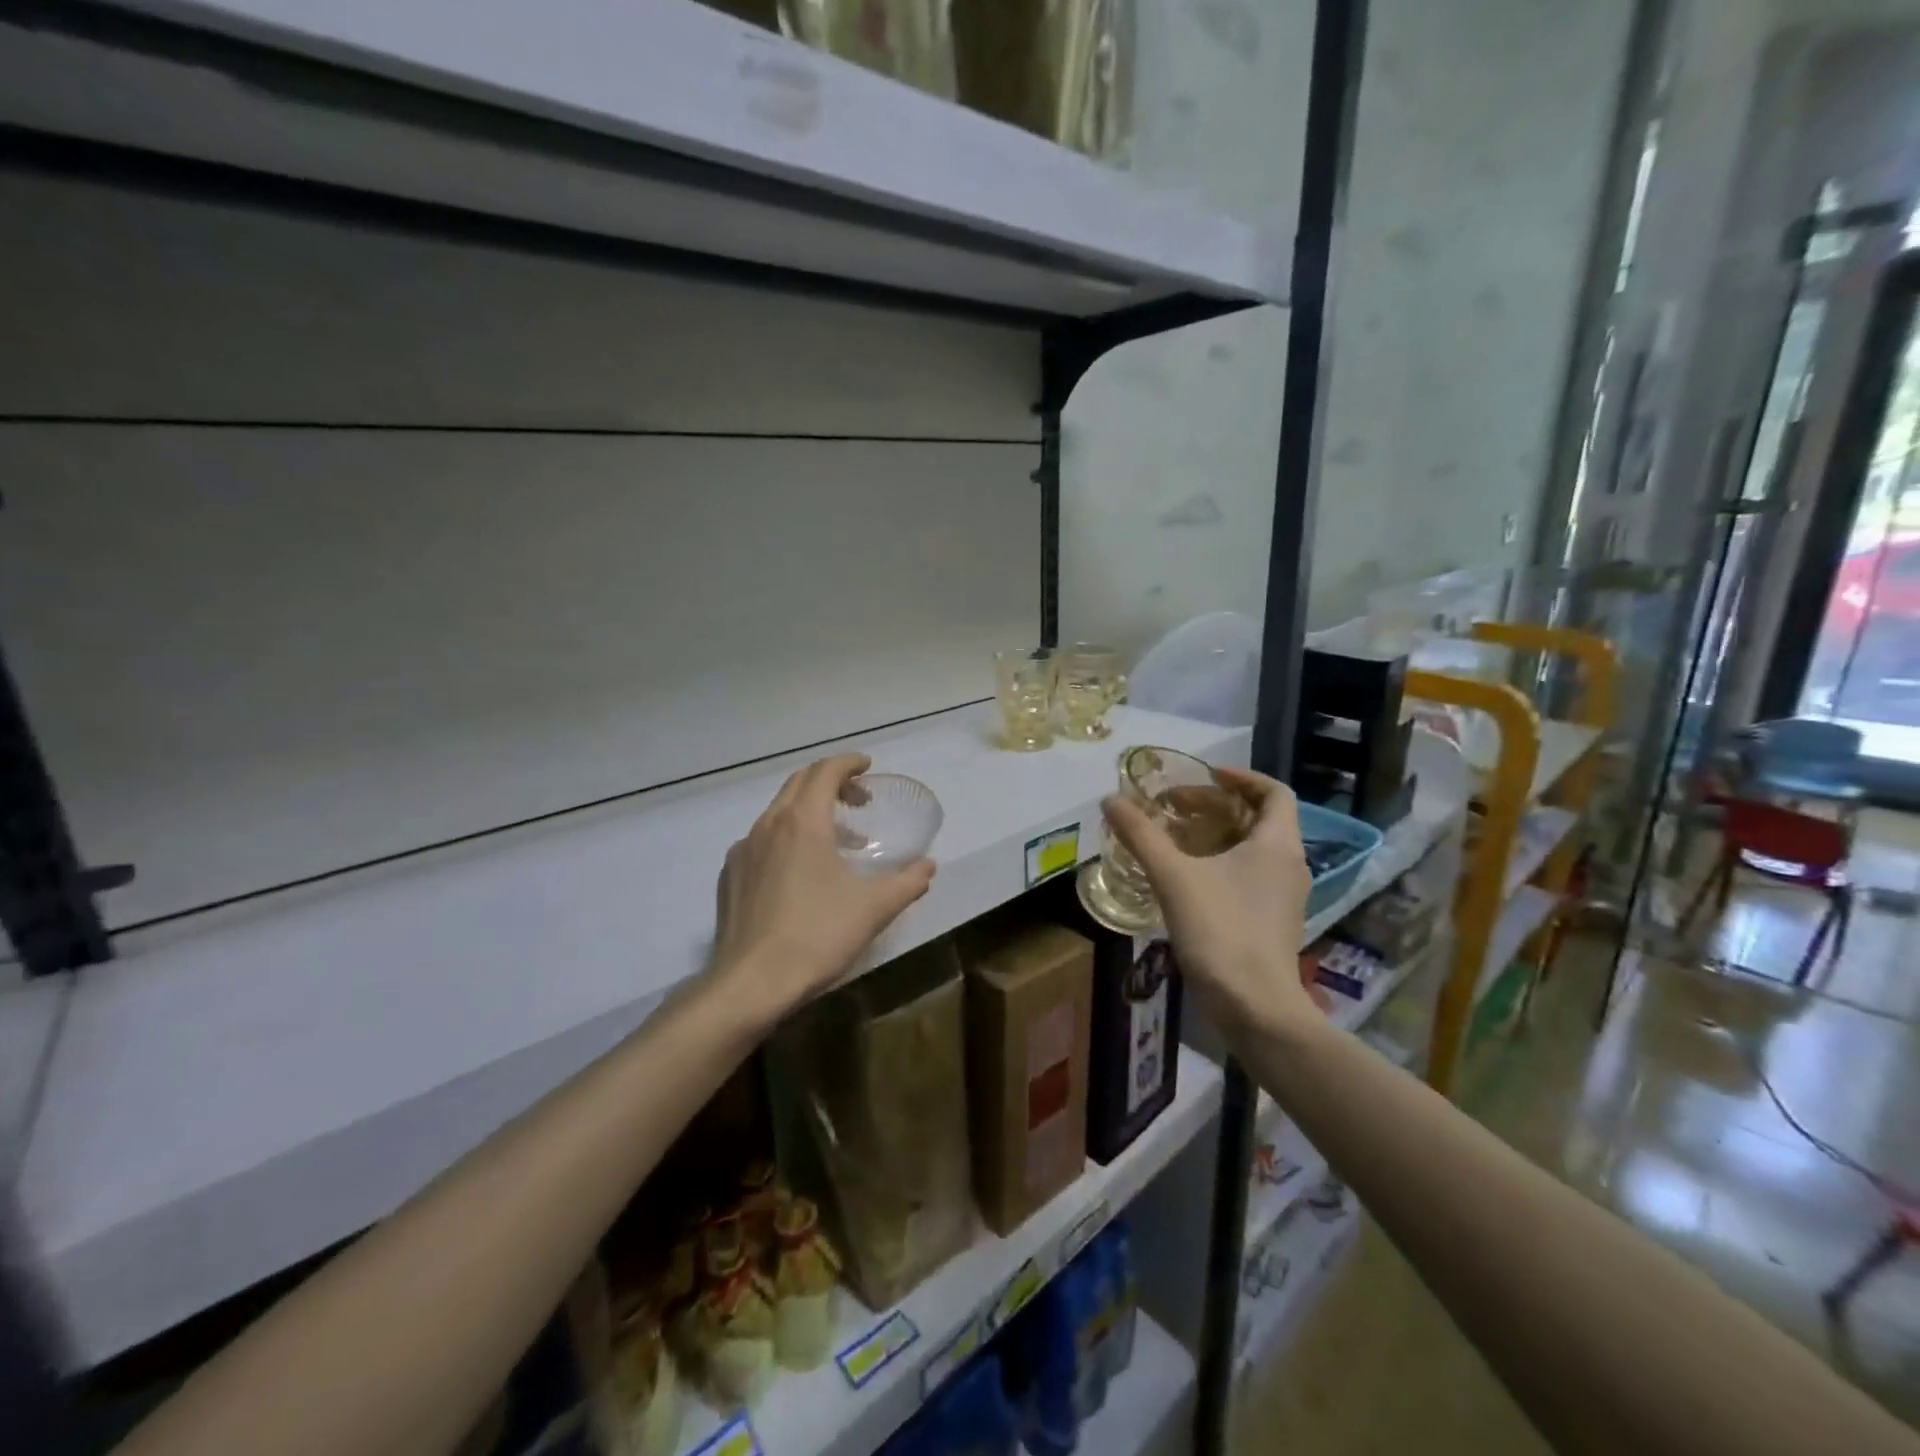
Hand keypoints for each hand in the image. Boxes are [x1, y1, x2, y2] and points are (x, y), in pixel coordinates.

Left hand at [709, 753, 935, 1019]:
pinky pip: (762, 839)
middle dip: (831, 782)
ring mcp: (744, 849)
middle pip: (799, 783)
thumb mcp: (874, 908)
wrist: (751, 983)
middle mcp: (769, 825)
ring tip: (840, 840)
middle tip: (859, 799)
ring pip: (779, 811)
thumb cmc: (817, 936)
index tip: (868, 766)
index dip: (849, 763)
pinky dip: (788, 836)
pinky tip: (802, 871)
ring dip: (811, 811)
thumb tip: (929, 866)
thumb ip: (908, 882)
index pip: (825, 771)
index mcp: (803, 821)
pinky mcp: (731, 875)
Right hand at [1102, 767, 1315, 1034]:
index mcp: (1277, 844)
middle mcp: (1289, 864)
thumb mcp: (1173, 877)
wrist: (1254, 1006)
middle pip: (1260, 819)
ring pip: (1254, 849)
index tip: (1205, 776)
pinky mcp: (1272, 921)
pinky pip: (1250, 876)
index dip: (1242, 777)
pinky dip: (1222, 863)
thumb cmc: (1221, 931)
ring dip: (1218, 835)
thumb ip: (1141, 835)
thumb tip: (1110, 799)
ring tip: (1176, 837)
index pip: (1274, 792)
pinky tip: (1187, 877)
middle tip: (1176, 806)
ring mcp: (1284, 896)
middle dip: (1218, 806)